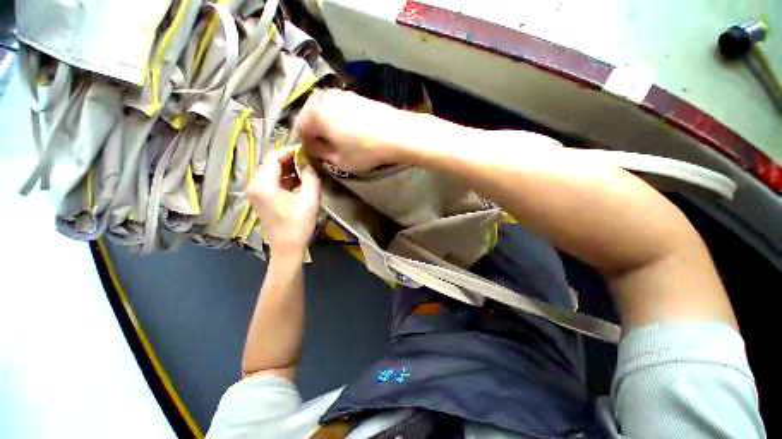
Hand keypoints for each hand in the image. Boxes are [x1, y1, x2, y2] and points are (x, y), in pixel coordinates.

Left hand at [246, 147, 320, 258]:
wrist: (287, 248)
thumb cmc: (298, 225)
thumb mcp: (309, 199)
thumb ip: (311, 177)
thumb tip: (309, 164)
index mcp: (263, 184)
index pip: (274, 157)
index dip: (291, 151)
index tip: (307, 151)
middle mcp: (255, 185)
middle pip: (271, 163)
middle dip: (290, 159)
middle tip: (309, 160)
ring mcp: (256, 192)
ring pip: (272, 172)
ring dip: (289, 168)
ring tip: (307, 170)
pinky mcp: (261, 198)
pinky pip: (272, 181)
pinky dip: (285, 178)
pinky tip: (300, 181)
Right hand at [295, 89, 416, 171]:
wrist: (396, 133)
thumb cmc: (365, 151)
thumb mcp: (340, 161)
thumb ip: (321, 154)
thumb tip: (314, 148)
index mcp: (316, 115)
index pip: (301, 129)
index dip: (306, 144)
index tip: (315, 154)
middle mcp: (325, 98)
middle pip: (310, 115)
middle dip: (314, 131)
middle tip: (325, 146)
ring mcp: (342, 94)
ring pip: (324, 109)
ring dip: (326, 123)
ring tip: (337, 137)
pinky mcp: (356, 95)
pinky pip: (338, 106)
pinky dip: (337, 116)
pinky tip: (349, 128)